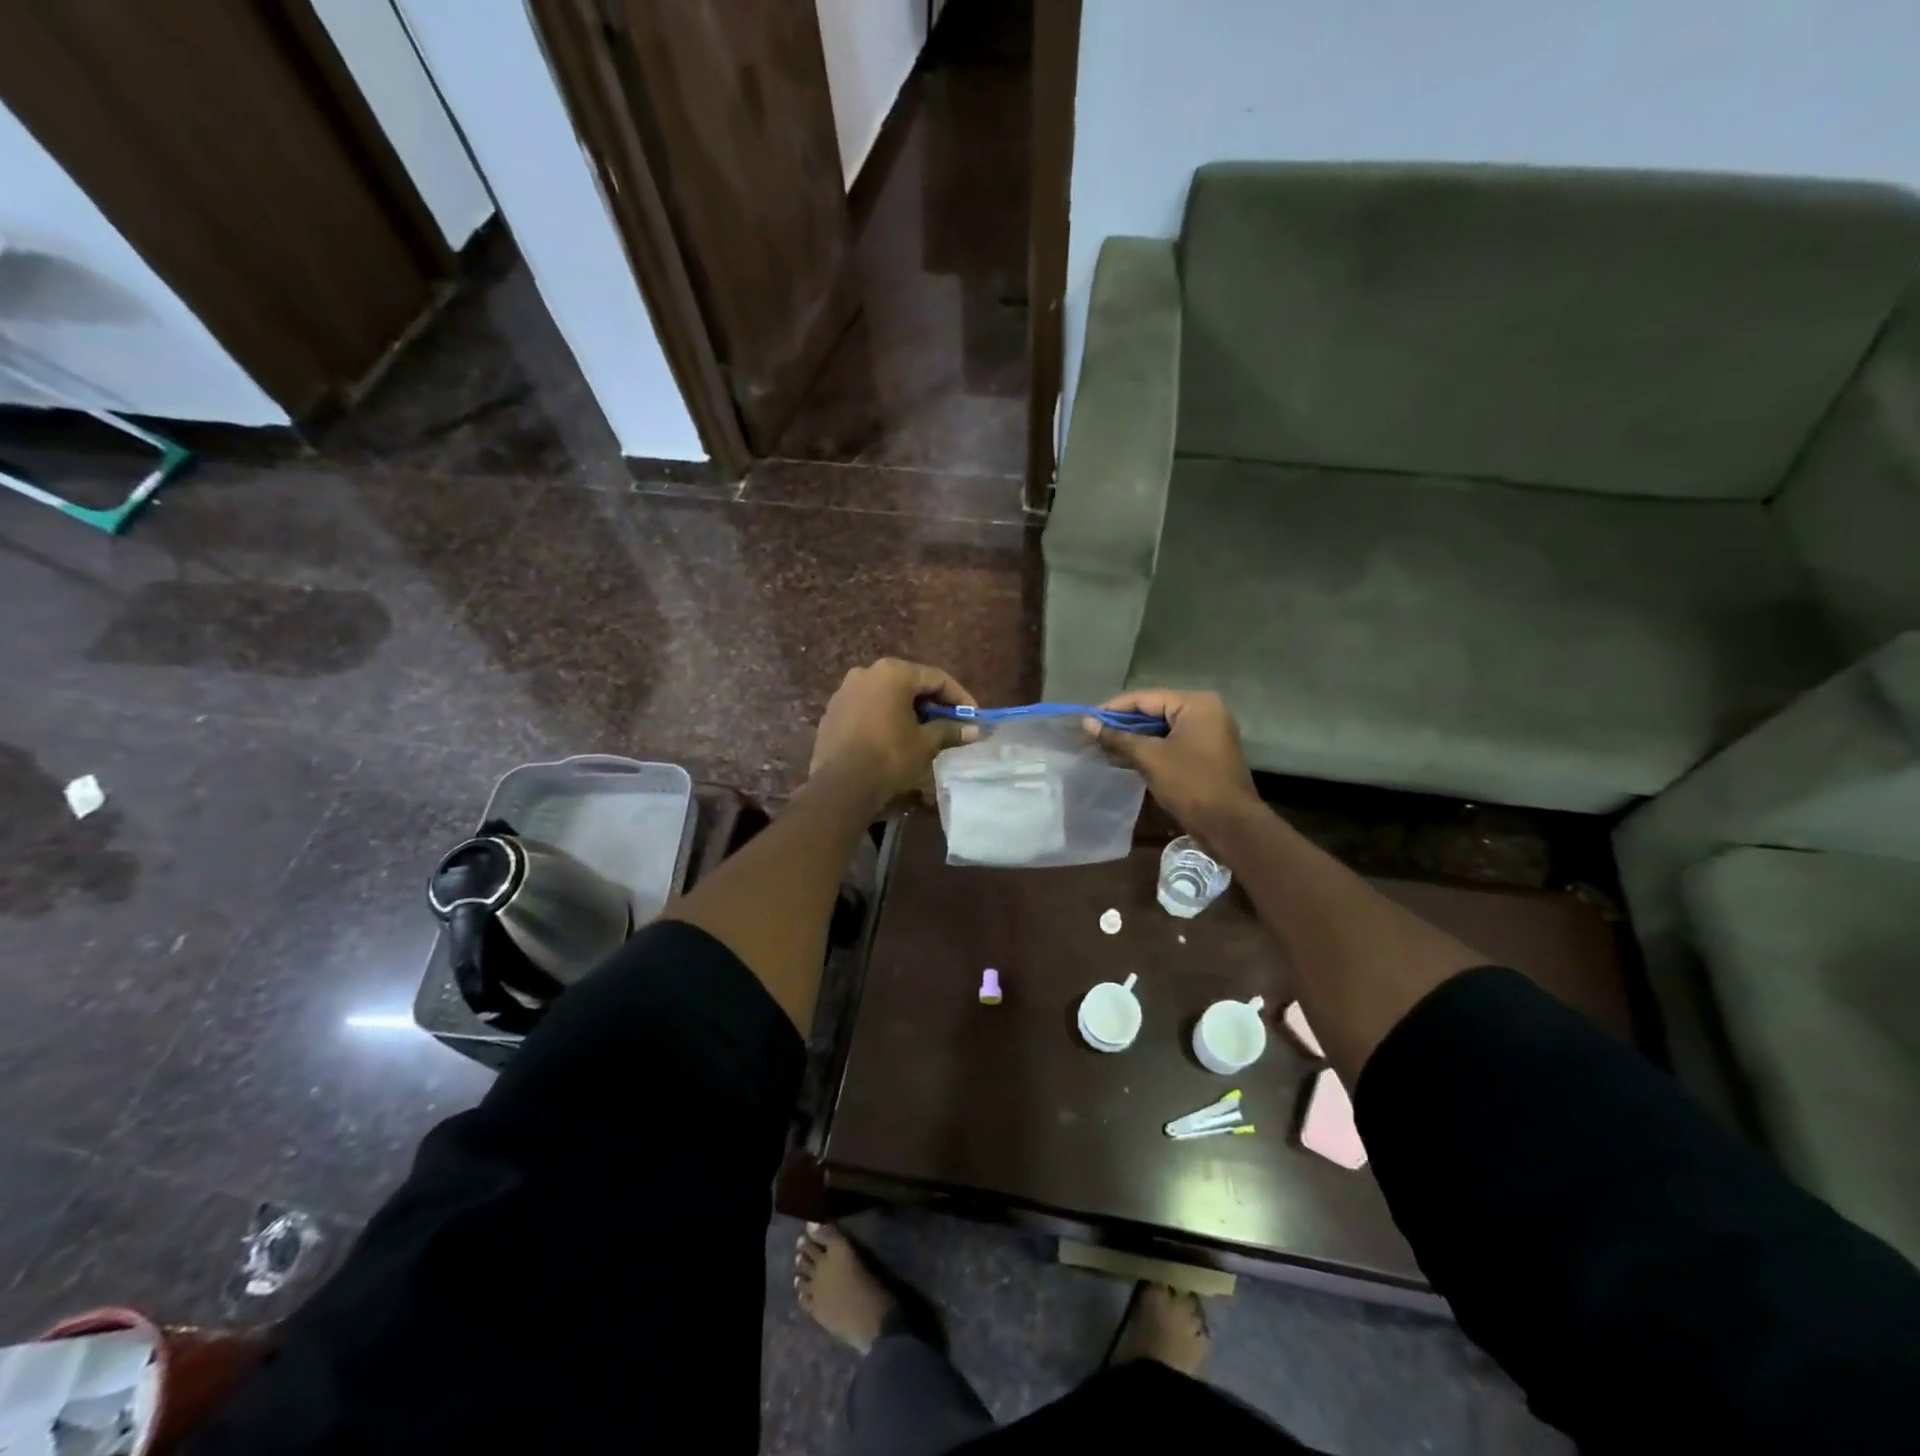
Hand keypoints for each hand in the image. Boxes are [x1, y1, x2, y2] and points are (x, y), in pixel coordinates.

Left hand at [810, 659, 974, 814]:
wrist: (841, 786)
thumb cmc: (889, 757)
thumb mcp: (925, 743)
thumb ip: (949, 730)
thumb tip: (973, 730)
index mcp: (892, 673)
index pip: (936, 678)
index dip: (958, 697)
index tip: (973, 716)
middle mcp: (866, 673)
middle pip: (909, 683)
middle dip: (932, 702)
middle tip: (950, 723)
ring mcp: (845, 691)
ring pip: (885, 695)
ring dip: (906, 709)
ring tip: (922, 731)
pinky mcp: (832, 712)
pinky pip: (866, 708)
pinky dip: (884, 717)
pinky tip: (893, 737)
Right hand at [1088, 689, 1259, 837]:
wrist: (1230, 826)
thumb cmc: (1191, 784)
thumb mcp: (1150, 758)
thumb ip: (1118, 737)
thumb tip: (1087, 724)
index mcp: (1196, 704)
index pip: (1145, 698)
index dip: (1112, 709)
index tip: (1085, 720)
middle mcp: (1204, 712)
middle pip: (1153, 712)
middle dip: (1121, 725)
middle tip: (1091, 735)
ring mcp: (1206, 734)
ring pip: (1160, 730)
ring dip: (1132, 740)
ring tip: (1101, 748)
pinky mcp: (1203, 755)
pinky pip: (1170, 744)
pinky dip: (1148, 750)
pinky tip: (1122, 759)